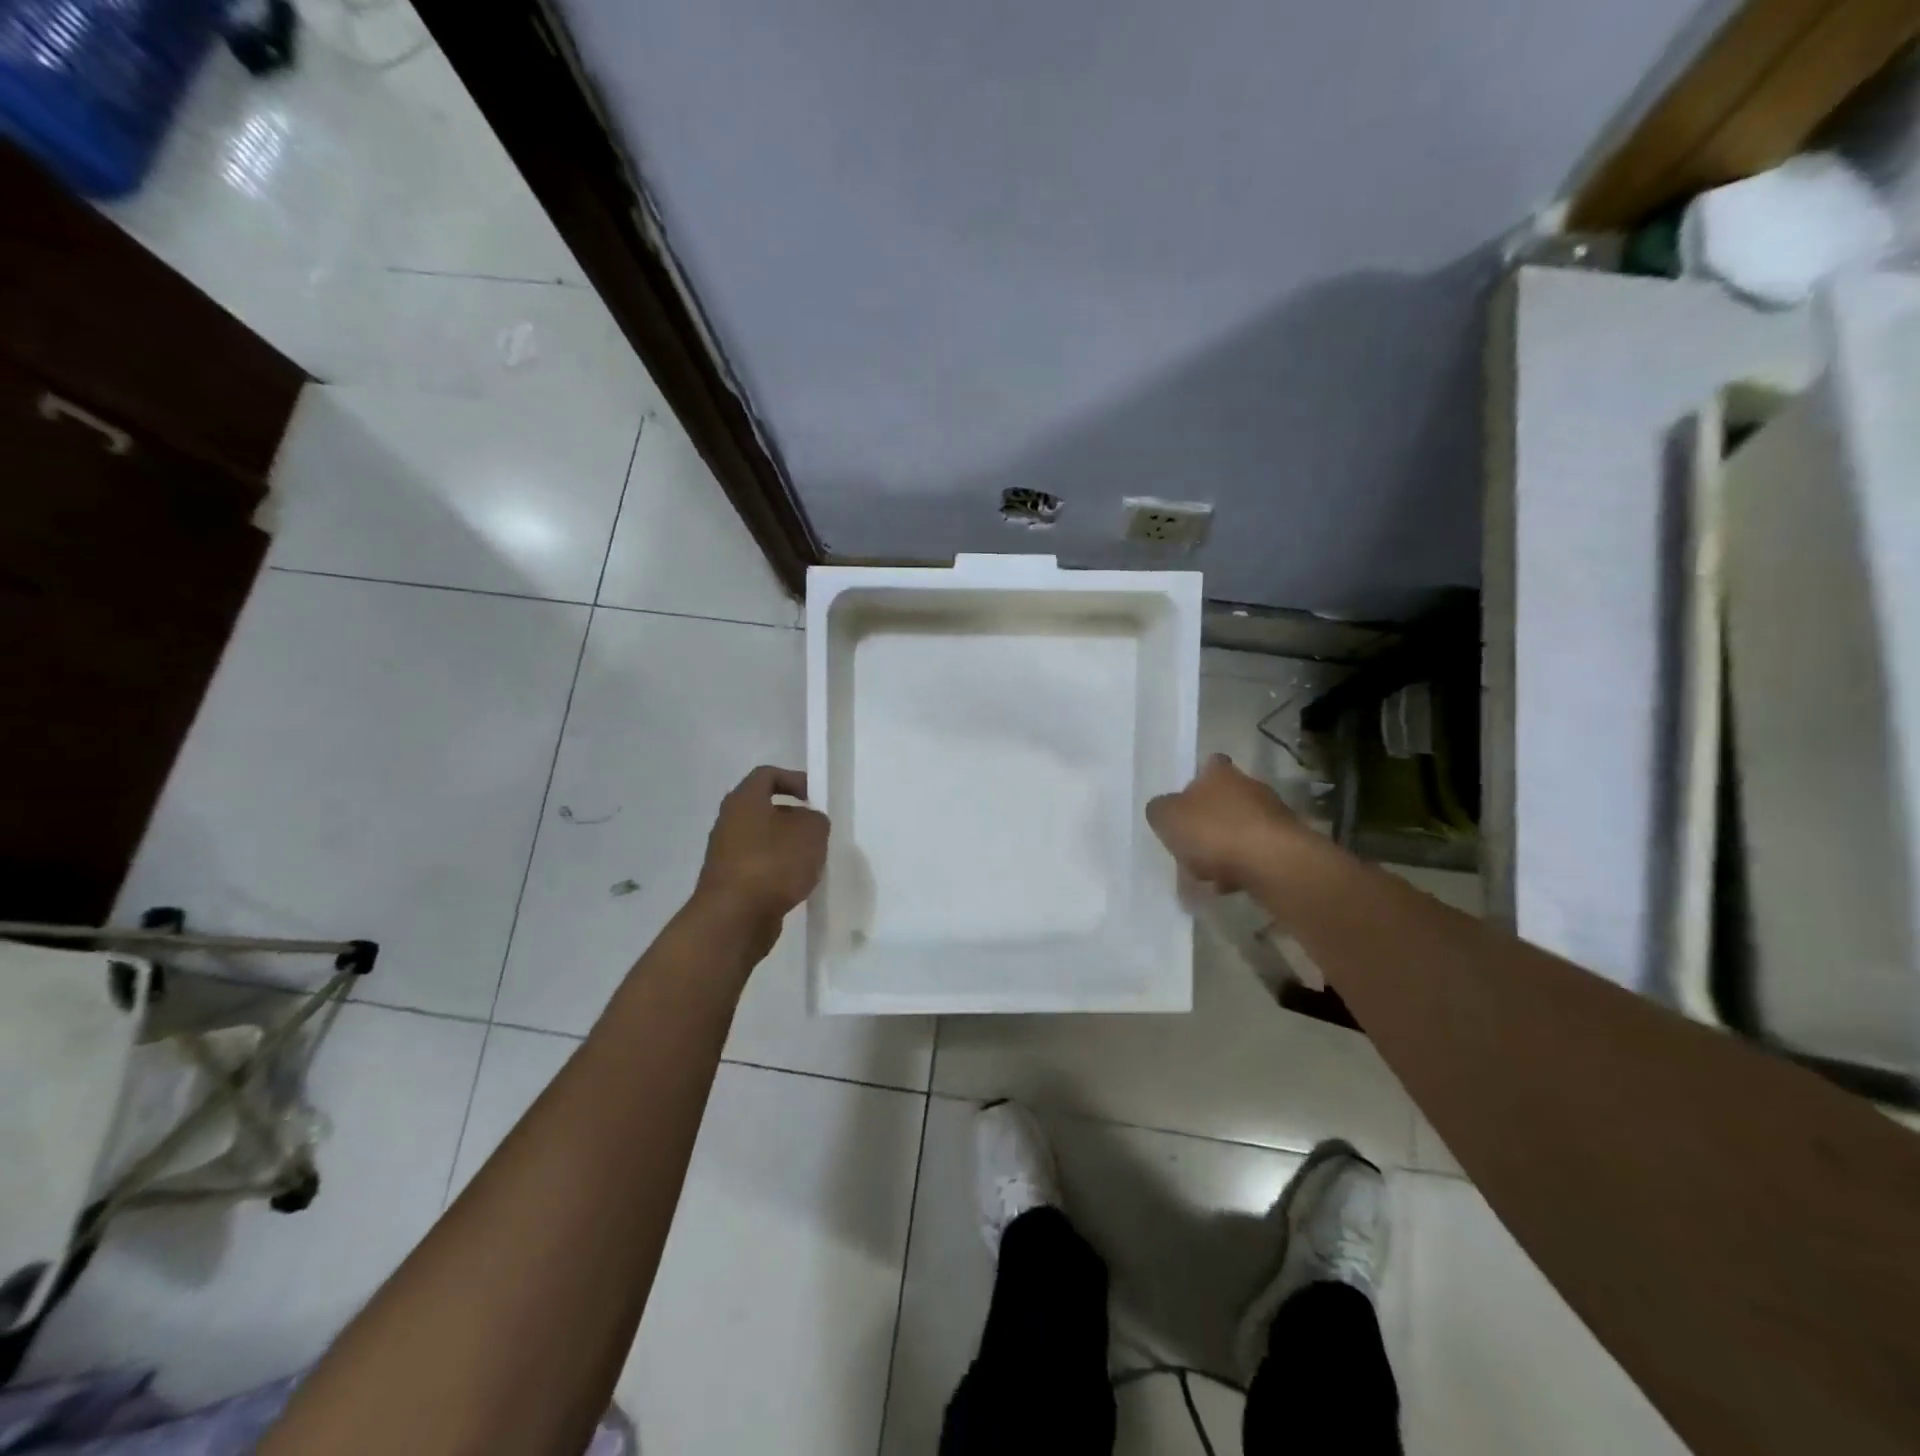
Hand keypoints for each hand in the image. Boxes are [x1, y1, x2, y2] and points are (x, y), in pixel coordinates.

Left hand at [693, 767, 829, 944]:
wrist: (734, 919)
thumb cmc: (772, 864)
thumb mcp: (811, 832)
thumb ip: (816, 819)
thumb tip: (808, 822)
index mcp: (744, 801)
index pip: (766, 775)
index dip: (793, 779)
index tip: (815, 797)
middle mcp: (729, 823)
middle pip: (764, 809)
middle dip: (793, 817)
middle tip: (817, 830)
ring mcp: (726, 855)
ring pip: (763, 840)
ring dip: (787, 846)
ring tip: (812, 860)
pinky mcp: (730, 883)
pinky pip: (759, 866)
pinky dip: (778, 870)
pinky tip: (796, 884)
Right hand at [1146, 754, 1308, 891]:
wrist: (1273, 863)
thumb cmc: (1214, 832)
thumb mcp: (1166, 818)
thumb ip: (1160, 810)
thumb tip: (1164, 809)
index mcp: (1220, 774)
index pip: (1210, 764)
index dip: (1197, 780)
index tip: (1186, 801)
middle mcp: (1250, 787)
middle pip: (1226, 799)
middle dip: (1210, 820)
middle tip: (1191, 845)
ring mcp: (1274, 815)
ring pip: (1242, 828)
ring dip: (1227, 847)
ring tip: (1209, 873)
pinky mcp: (1289, 845)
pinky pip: (1257, 853)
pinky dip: (1244, 866)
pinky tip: (1230, 884)